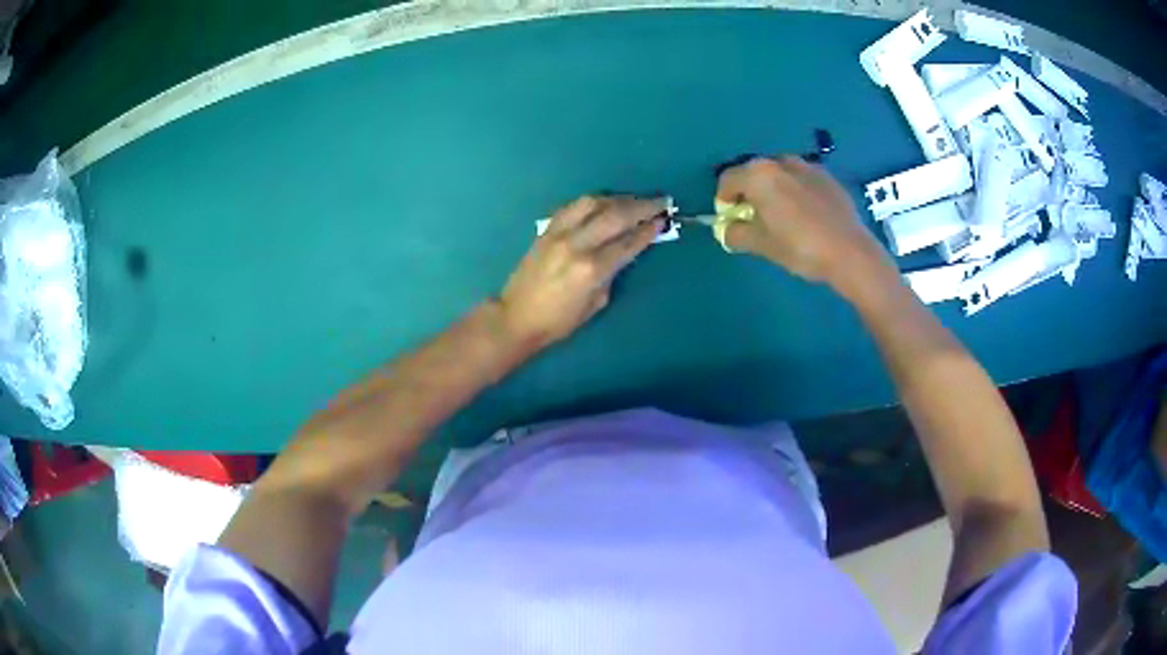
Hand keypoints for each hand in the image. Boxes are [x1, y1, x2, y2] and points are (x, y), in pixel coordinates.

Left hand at [498, 195, 667, 349]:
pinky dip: (593, 201)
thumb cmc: (559, 321)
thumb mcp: (596, 303)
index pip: (628, 242)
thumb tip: (623, 252)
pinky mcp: (547, 229)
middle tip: (660, 201)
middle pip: (616, 215)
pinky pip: (573, 206)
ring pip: (593, 203)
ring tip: (635, 199)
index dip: (648, 230)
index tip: (664, 219)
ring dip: (618, 198)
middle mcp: (577, 245)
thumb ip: (611, 273)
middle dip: (642, 206)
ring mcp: (559, 233)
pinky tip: (605, 202)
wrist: (516, 316)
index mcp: (592, 269)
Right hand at [717, 157, 895, 295]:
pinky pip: (801, 179)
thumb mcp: (761, 245)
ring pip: (779, 173)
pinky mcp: (827, 176)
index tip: (729, 218)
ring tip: (781, 215)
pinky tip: (805, 214)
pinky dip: (795, 190)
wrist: (850, 252)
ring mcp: (807, 166)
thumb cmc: (799, 247)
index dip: (723, 199)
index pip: (728, 179)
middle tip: (754, 217)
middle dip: (749, 192)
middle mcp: (780, 162)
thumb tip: (727, 229)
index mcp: (759, 175)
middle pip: (754, 172)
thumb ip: (736, 233)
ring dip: (773, 189)